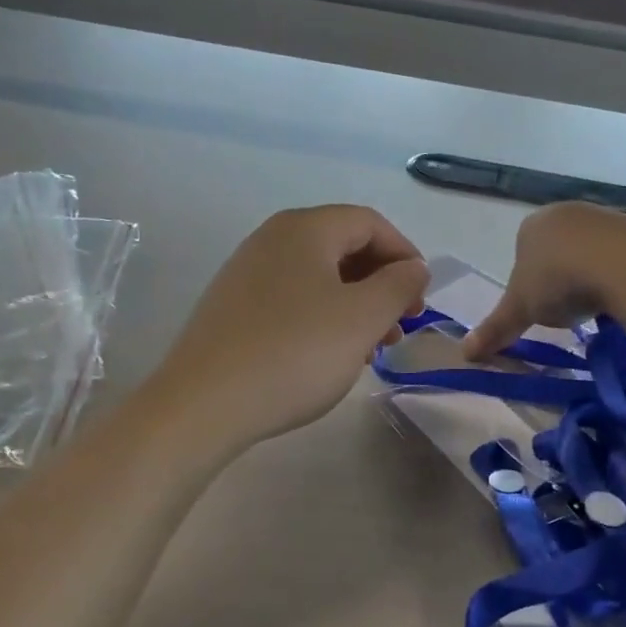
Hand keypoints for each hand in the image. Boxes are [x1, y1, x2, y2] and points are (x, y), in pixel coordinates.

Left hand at [152, 206, 429, 452]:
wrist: (204, 403)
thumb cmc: (295, 353)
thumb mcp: (362, 318)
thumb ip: (398, 286)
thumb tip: (414, 268)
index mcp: (304, 229)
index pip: (369, 223)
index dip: (405, 255)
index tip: (421, 299)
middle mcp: (271, 239)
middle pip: (342, 247)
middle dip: (380, 284)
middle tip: (399, 327)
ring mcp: (245, 273)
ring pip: (317, 277)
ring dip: (354, 306)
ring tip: (370, 350)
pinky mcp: (231, 308)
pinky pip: (290, 300)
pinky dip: (321, 318)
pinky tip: (328, 356)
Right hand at [463, 201, 625, 358]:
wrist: (624, 265)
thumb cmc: (558, 281)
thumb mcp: (519, 310)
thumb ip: (494, 329)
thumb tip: (465, 354)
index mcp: (531, 226)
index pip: (523, 253)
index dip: (529, 281)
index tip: (539, 305)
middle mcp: (565, 212)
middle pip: (557, 249)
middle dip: (561, 277)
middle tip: (566, 306)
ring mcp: (603, 216)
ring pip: (590, 251)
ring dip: (590, 275)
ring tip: (595, 304)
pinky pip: (621, 254)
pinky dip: (618, 274)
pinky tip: (620, 295)